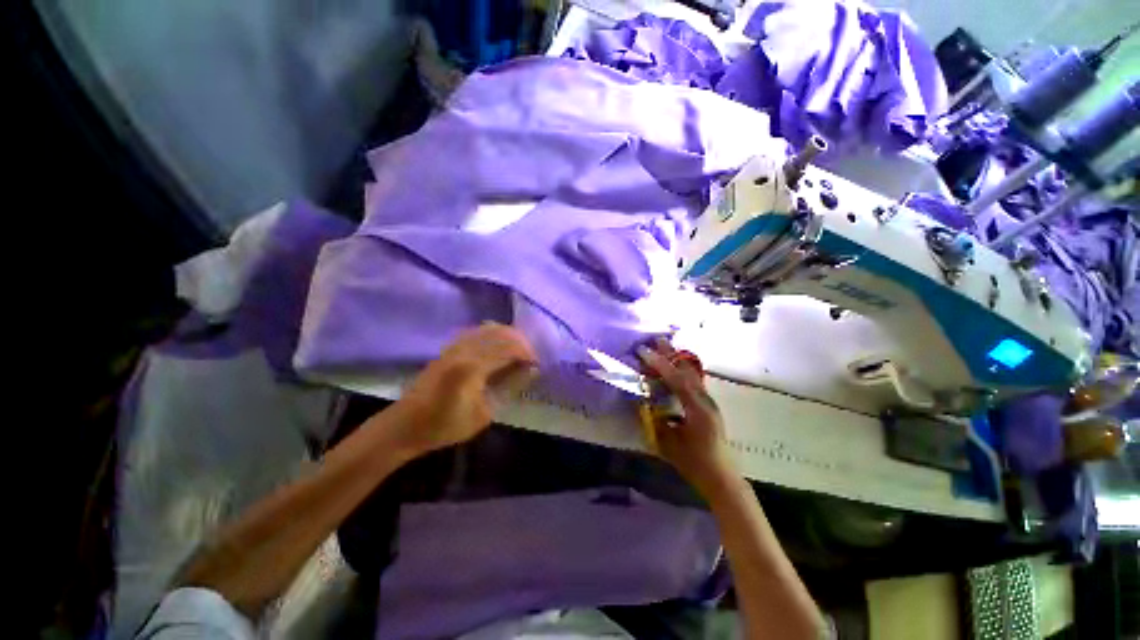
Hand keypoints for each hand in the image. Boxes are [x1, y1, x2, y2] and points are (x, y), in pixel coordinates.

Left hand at [388, 323, 538, 456]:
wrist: (405, 425)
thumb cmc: (445, 425)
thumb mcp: (484, 413)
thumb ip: (509, 387)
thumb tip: (531, 370)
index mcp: (472, 366)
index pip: (510, 348)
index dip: (528, 353)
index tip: (537, 365)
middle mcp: (464, 349)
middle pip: (501, 332)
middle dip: (521, 341)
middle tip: (530, 358)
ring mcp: (455, 346)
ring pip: (489, 328)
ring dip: (508, 336)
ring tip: (518, 352)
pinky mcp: (449, 347)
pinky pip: (477, 331)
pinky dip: (493, 335)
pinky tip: (498, 347)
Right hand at [637, 339, 736, 496]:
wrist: (721, 477)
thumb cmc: (695, 463)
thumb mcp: (669, 443)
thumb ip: (655, 420)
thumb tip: (642, 400)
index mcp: (697, 408)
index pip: (676, 379)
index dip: (659, 364)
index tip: (643, 352)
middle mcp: (705, 399)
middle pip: (686, 370)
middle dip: (670, 354)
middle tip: (656, 339)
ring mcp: (708, 401)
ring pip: (690, 374)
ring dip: (675, 360)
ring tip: (663, 348)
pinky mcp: (706, 405)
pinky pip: (692, 381)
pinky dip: (680, 371)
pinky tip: (673, 369)